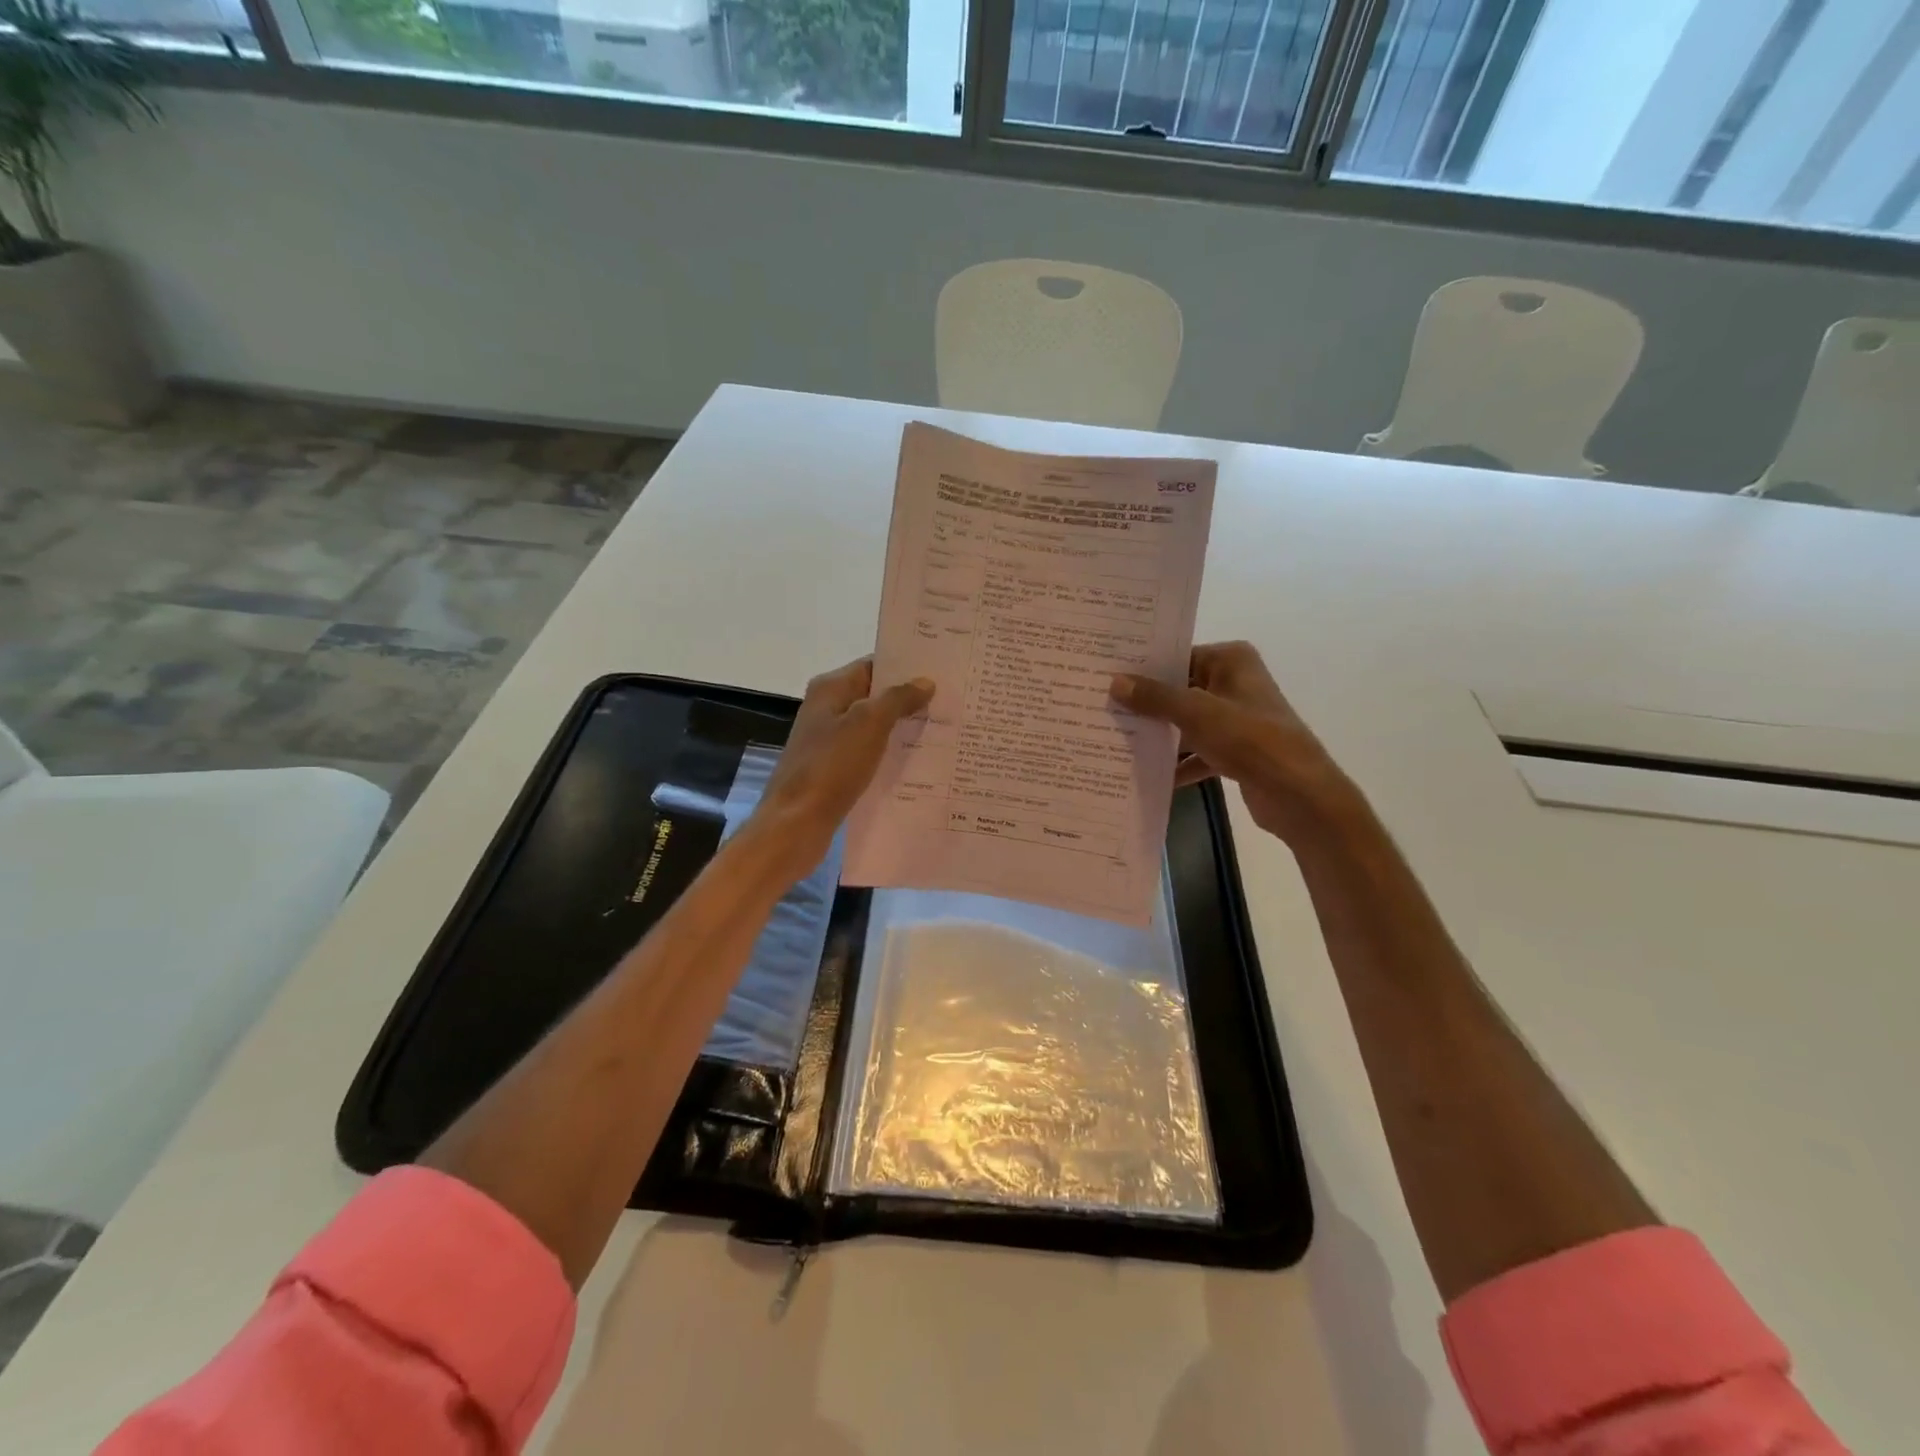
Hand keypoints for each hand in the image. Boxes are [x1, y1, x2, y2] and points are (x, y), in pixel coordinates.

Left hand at [749, 657, 933, 878]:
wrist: (796, 823)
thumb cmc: (831, 766)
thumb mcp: (869, 724)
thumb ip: (897, 698)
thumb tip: (925, 681)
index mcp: (830, 689)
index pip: (873, 665)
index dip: (906, 667)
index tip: (941, 671)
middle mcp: (827, 709)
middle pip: (874, 696)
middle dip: (909, 699)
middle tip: (951, 702)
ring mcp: (829, 741)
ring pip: (873, 726)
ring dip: (902, 728)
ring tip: (943, 730)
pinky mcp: (834, 769)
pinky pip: (868, 753)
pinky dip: (889, 754)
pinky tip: (918, 762)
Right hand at [1110, 641, 1347, 839]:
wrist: (1298, 794)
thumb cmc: (1250, 739)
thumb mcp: (1196, 713)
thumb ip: (1155, 697)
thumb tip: (1115, 682)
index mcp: (1231, 661)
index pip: (1178, 656)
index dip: (1143, 668)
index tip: (1105, 676)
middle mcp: (1234, 683)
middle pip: (1180, 689)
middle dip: (1146, 704)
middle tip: (1102, 708)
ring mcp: (1236, 719)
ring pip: (1186, 722)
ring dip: (1159, 735)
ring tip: (1116, 741)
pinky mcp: (1235, 751)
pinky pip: (1197, 751)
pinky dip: (1178, 763)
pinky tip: (1149, 776)